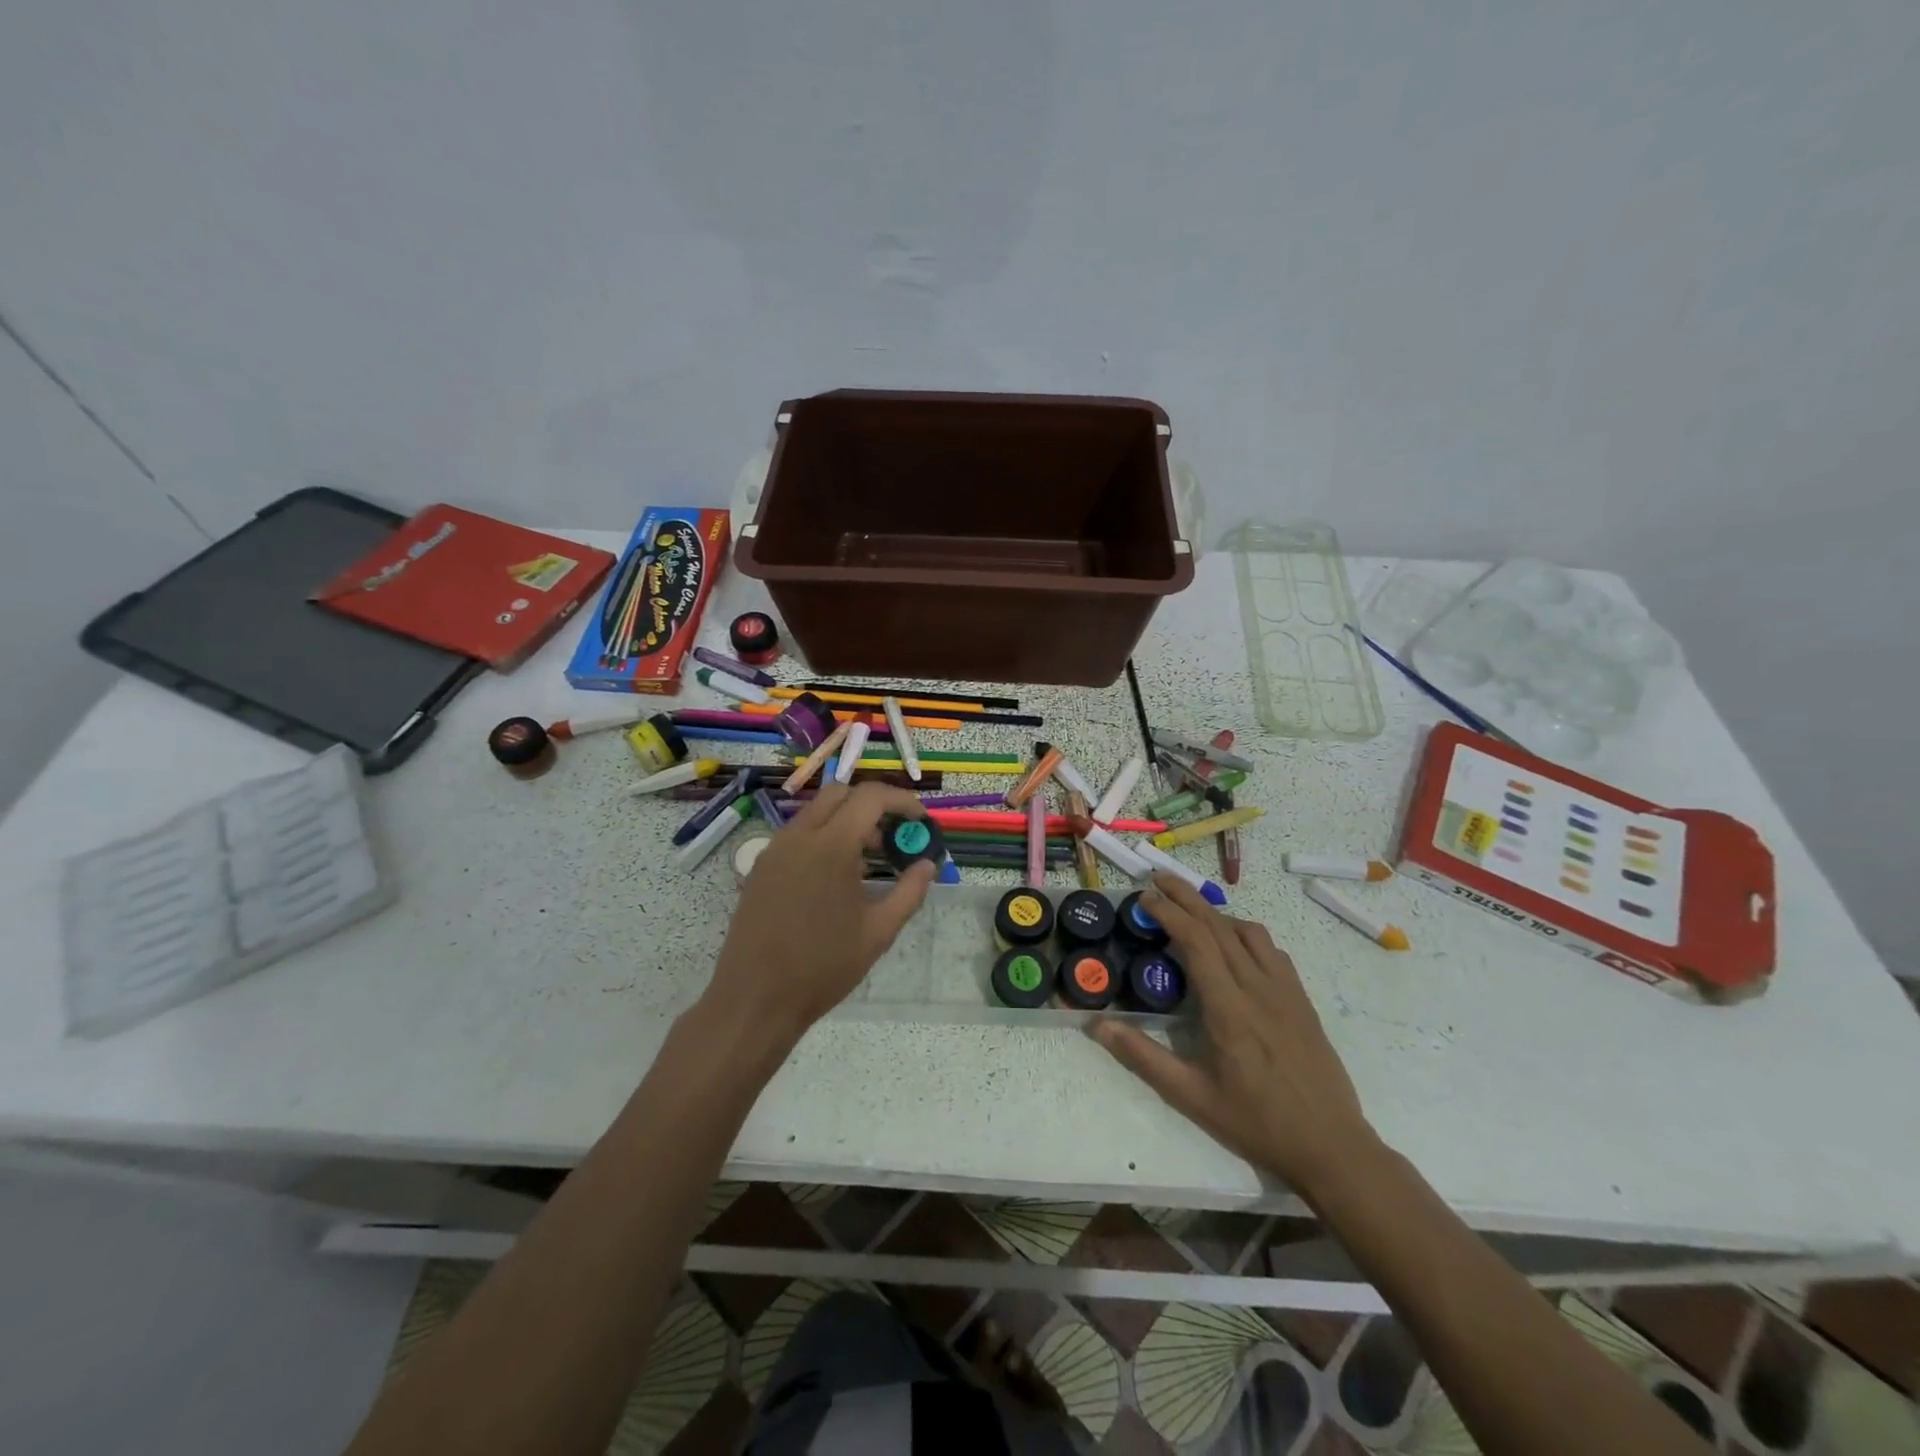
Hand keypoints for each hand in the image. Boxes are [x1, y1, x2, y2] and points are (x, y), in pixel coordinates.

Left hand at [704, 783, 936, 1042]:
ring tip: (869, 860)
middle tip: (894, 836)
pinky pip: (798, 834)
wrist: (755, 999)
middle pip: (841, 793)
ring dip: (847, 821)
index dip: (902, 801)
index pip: (870, 797)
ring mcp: (775, 849)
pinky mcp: (761, 867)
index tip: (920, 822)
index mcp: (830, 846)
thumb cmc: (822, 967)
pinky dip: (824, 837)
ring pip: (816, 811)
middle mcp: (799, 836)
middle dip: (873, 805)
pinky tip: (836, 877)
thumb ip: (909, 892)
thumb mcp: (878, 932)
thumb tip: (928, 865)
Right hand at [1092, 873, 1379, 1193]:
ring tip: (1191, 910)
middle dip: (1186, 897)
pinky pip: (1272, 951)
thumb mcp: (1191, 1096)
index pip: (1196, 941)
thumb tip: (1097, 1025)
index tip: (1145, 897)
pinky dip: (1245, 934)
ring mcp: (1285, 991)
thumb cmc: (1256, 1123)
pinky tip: (1235, 945)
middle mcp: (1258, 988)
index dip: (1169, 913)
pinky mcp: (1301, 1000)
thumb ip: (1143, 1057)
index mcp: (1229, 1008)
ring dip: (1216, 913)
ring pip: (1249, 932)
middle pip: (1219, 925)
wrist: (1332, 1147)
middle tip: (1159, 878)